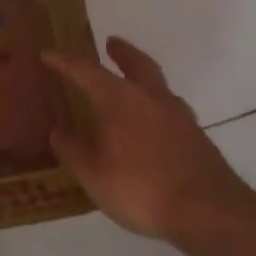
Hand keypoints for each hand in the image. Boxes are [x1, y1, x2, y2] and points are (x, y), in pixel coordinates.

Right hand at [43, 37, 255, 242]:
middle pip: (137, 64)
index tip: (47, 54)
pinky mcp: (197, 139)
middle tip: (110, 42)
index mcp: (120, 99)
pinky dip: (155, 108)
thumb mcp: (92, 173)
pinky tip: (150, 126)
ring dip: (142, 79)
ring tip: (131, 86)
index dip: (64, 61)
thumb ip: (72, 149)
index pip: (86, 70)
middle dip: (122, 52)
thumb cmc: (140, 187)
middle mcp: (151, 99)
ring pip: (158, 86)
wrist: (208, 213)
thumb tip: (59, 132)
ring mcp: (179, 118)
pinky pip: (169, 111)